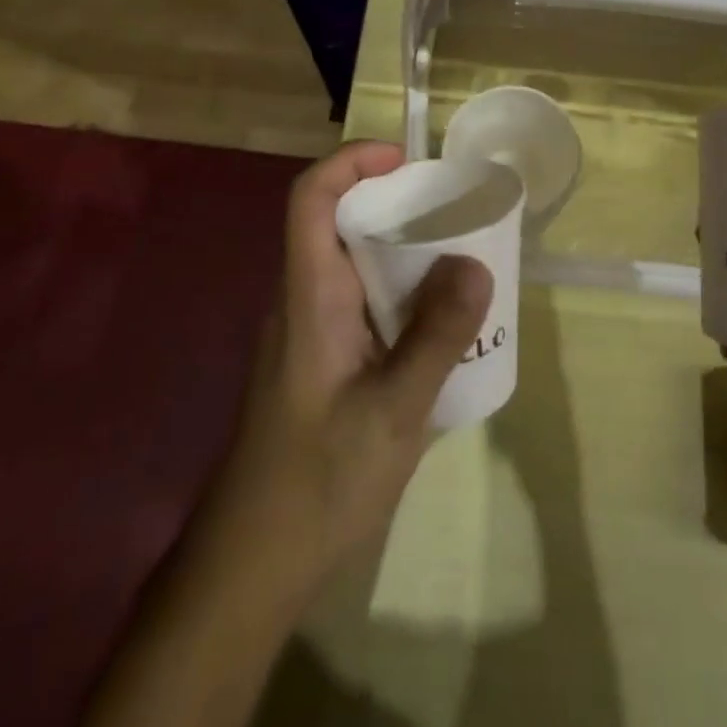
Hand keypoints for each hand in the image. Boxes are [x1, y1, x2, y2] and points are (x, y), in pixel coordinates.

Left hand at [199, 141, 491, 604]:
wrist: (251, 565)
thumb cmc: (317, 482)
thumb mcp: (394, 410)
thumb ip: (436, 335)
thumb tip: (475, 262)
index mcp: (310, 297)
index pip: (310, 199)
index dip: (351, 162)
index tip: (407, 161)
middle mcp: (303, 302)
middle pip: (338, 224)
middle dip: (395, 205)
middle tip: (456, 214)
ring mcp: (309, 335)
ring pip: (353, 266)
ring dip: (404, 253)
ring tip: (463, 263)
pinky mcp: (321, 363)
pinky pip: (362, 305)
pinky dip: (402, 295)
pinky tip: (440, 329)